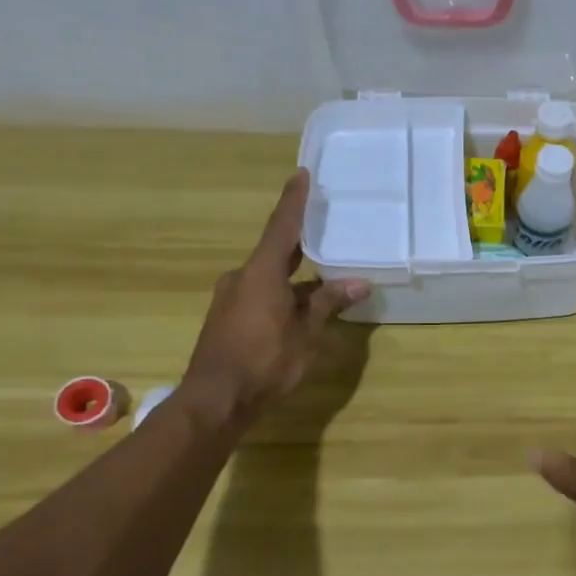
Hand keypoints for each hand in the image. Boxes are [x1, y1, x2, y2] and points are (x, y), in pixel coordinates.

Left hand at [181, 170, 369, 426]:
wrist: (215, 400)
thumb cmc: (265, 362)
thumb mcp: (306, 333)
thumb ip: (329, 304)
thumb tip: (360, 283)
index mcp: (261, 273)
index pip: (282, 227)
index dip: (294, 201)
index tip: (302, 174)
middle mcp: (242, 277)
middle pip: (275, 251)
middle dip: (300, 242)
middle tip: (324, 228)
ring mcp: (231, 298)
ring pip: (269, 277)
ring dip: (295, 277)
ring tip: (324, 279)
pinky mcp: (228, 318)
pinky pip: (261, 294)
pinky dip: (283, 294)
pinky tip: (301, 308)